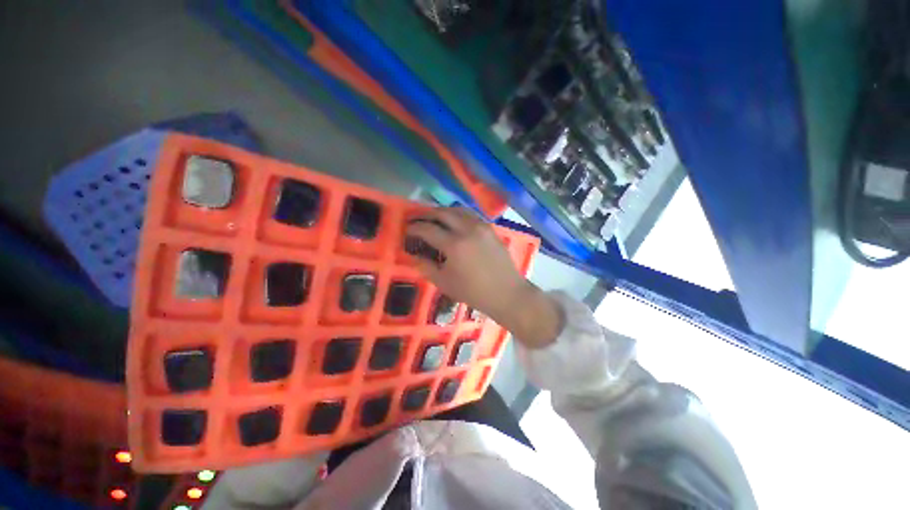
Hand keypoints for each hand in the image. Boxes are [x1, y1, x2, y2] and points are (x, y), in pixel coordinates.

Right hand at [405, 207, 561, 347]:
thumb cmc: (474, 292)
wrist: (506, 293)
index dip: (414, 228)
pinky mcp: (490, 228)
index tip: (407, 229)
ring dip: (443, 212)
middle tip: (418, 219)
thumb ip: (426, 267)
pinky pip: (471, 215)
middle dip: (427, 214)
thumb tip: (414, 256)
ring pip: (458, 210)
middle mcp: (467, 229)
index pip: (428, 229)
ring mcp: (481, 226)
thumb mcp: (445, 283)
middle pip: (442, 213)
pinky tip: (454, 222)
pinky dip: (458, 215)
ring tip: (434, 218)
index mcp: (454, 245)